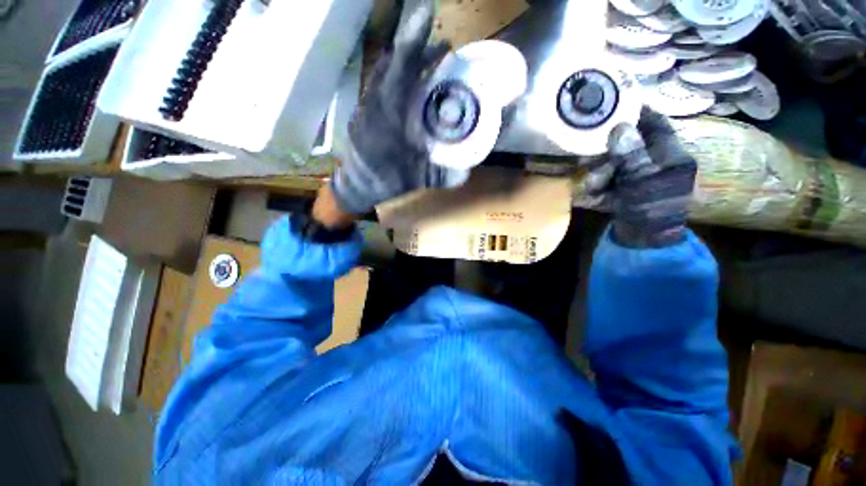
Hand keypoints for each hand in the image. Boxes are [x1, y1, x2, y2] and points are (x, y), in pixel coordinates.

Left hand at [330, 0, 468, 214]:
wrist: (355, 186)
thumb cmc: (384, 182)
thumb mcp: (414, 181)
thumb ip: (439, 177)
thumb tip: (465, 174)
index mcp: (387, 120)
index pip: (400, 74)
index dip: (413, 45)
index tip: (428, 18)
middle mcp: (373, 105)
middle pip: (393, 66)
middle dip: (417, 50)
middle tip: (442, 49)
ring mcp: (365, 106)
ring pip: (384, 72)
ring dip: (405, 60)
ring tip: (427, 60)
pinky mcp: (363, 110)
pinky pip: (378, 83)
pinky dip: (394, 74)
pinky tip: (407, 81)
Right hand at [585, 108, 697, 247]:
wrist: (643, 242)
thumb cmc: (650, 211)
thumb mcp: (642, 182)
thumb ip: (632, 155)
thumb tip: (620, 127)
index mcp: (671, 156)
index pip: (656, 124)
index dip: (639, 113)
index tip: (616, 105)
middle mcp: (657, 162)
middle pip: (632, 143)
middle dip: (610, 149)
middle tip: (591, 150)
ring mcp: (641, 177)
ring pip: (618, 161)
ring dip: (601, 169)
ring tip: (592, 181)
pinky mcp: (628, 189)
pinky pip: (611, 177)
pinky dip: (600, 182)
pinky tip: (593, 190)